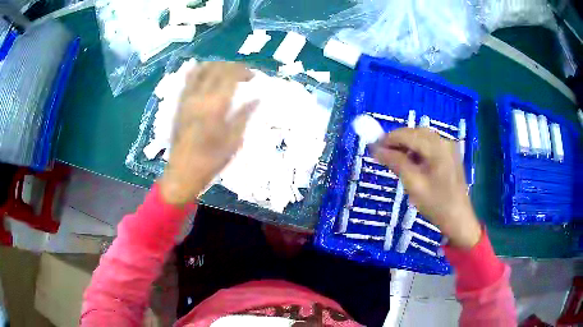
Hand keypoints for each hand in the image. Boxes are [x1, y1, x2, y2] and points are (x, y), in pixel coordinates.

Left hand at [159, 62, 257, 205]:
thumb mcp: (233, 141)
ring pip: (201, 70)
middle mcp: (199, 97)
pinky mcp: (179, 104)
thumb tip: (257, 99)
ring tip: (226, 73)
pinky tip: (206, 74)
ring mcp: (187, 99)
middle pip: (216, 68)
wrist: (182, 173)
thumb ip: (244, 116)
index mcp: (215, 106)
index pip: (230, 76)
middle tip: (243, 75)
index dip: (243, 71)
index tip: (253, 77)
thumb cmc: (210, 161)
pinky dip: (199, 71)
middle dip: (232, 67)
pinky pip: (188, 79)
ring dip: (216, 66)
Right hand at [371, 128, 480, 248]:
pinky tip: (411, 163)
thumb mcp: (413, 184)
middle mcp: (444, 142)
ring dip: (406, 145)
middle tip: (382, 155)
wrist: (458, 219)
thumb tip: (376, 149)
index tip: (373, 148)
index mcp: (437, 148)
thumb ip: (395, 163)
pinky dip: (417, 150)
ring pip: (422, 138)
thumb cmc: (436, 205)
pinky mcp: (449, 155)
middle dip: (397, 141)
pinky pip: (429, 145)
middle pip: (415, 133)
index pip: (408, 134)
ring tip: (395, 161)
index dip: (388, 138)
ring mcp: (449, 147)